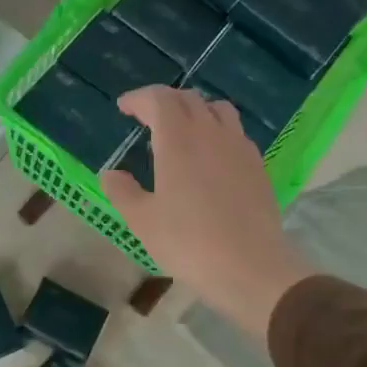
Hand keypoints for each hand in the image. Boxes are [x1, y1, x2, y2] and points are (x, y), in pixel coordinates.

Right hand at [100, 86, 314, 340]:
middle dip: (163, 101)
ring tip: (182, 129)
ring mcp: (238, 146)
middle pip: (187, 98)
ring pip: (217, 109)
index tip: (124, 108)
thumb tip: (110, 174)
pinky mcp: (257, 165)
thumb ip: (122, 191)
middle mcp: (210, 133)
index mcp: (178, 139)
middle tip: (146, 118)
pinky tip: (210, 155)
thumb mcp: (142, 221)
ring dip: (195, 110)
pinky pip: (235, 132)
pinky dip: (217, 130)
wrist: (250, 267)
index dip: (138, 98)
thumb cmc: (188, 242)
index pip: (158, 99)